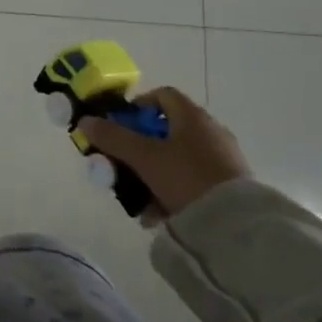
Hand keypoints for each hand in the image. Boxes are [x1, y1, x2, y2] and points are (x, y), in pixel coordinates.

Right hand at [78, 86, 249, 221]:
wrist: (236, 225)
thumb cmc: (186, 178)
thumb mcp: (144, 158)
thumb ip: (113, 138)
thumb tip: (86, 121)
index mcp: (192, 116)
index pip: (161, 96)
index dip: (138, 107)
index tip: (121, 128)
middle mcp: (210, 130)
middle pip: (167, 130)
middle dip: (142, 148)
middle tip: (125, 166)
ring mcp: (223, 158)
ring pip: (179, 159)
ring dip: (156, 174)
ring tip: (141, 199)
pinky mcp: (231, 185)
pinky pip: (194, 180)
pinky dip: (175, 190)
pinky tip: (162, 214)